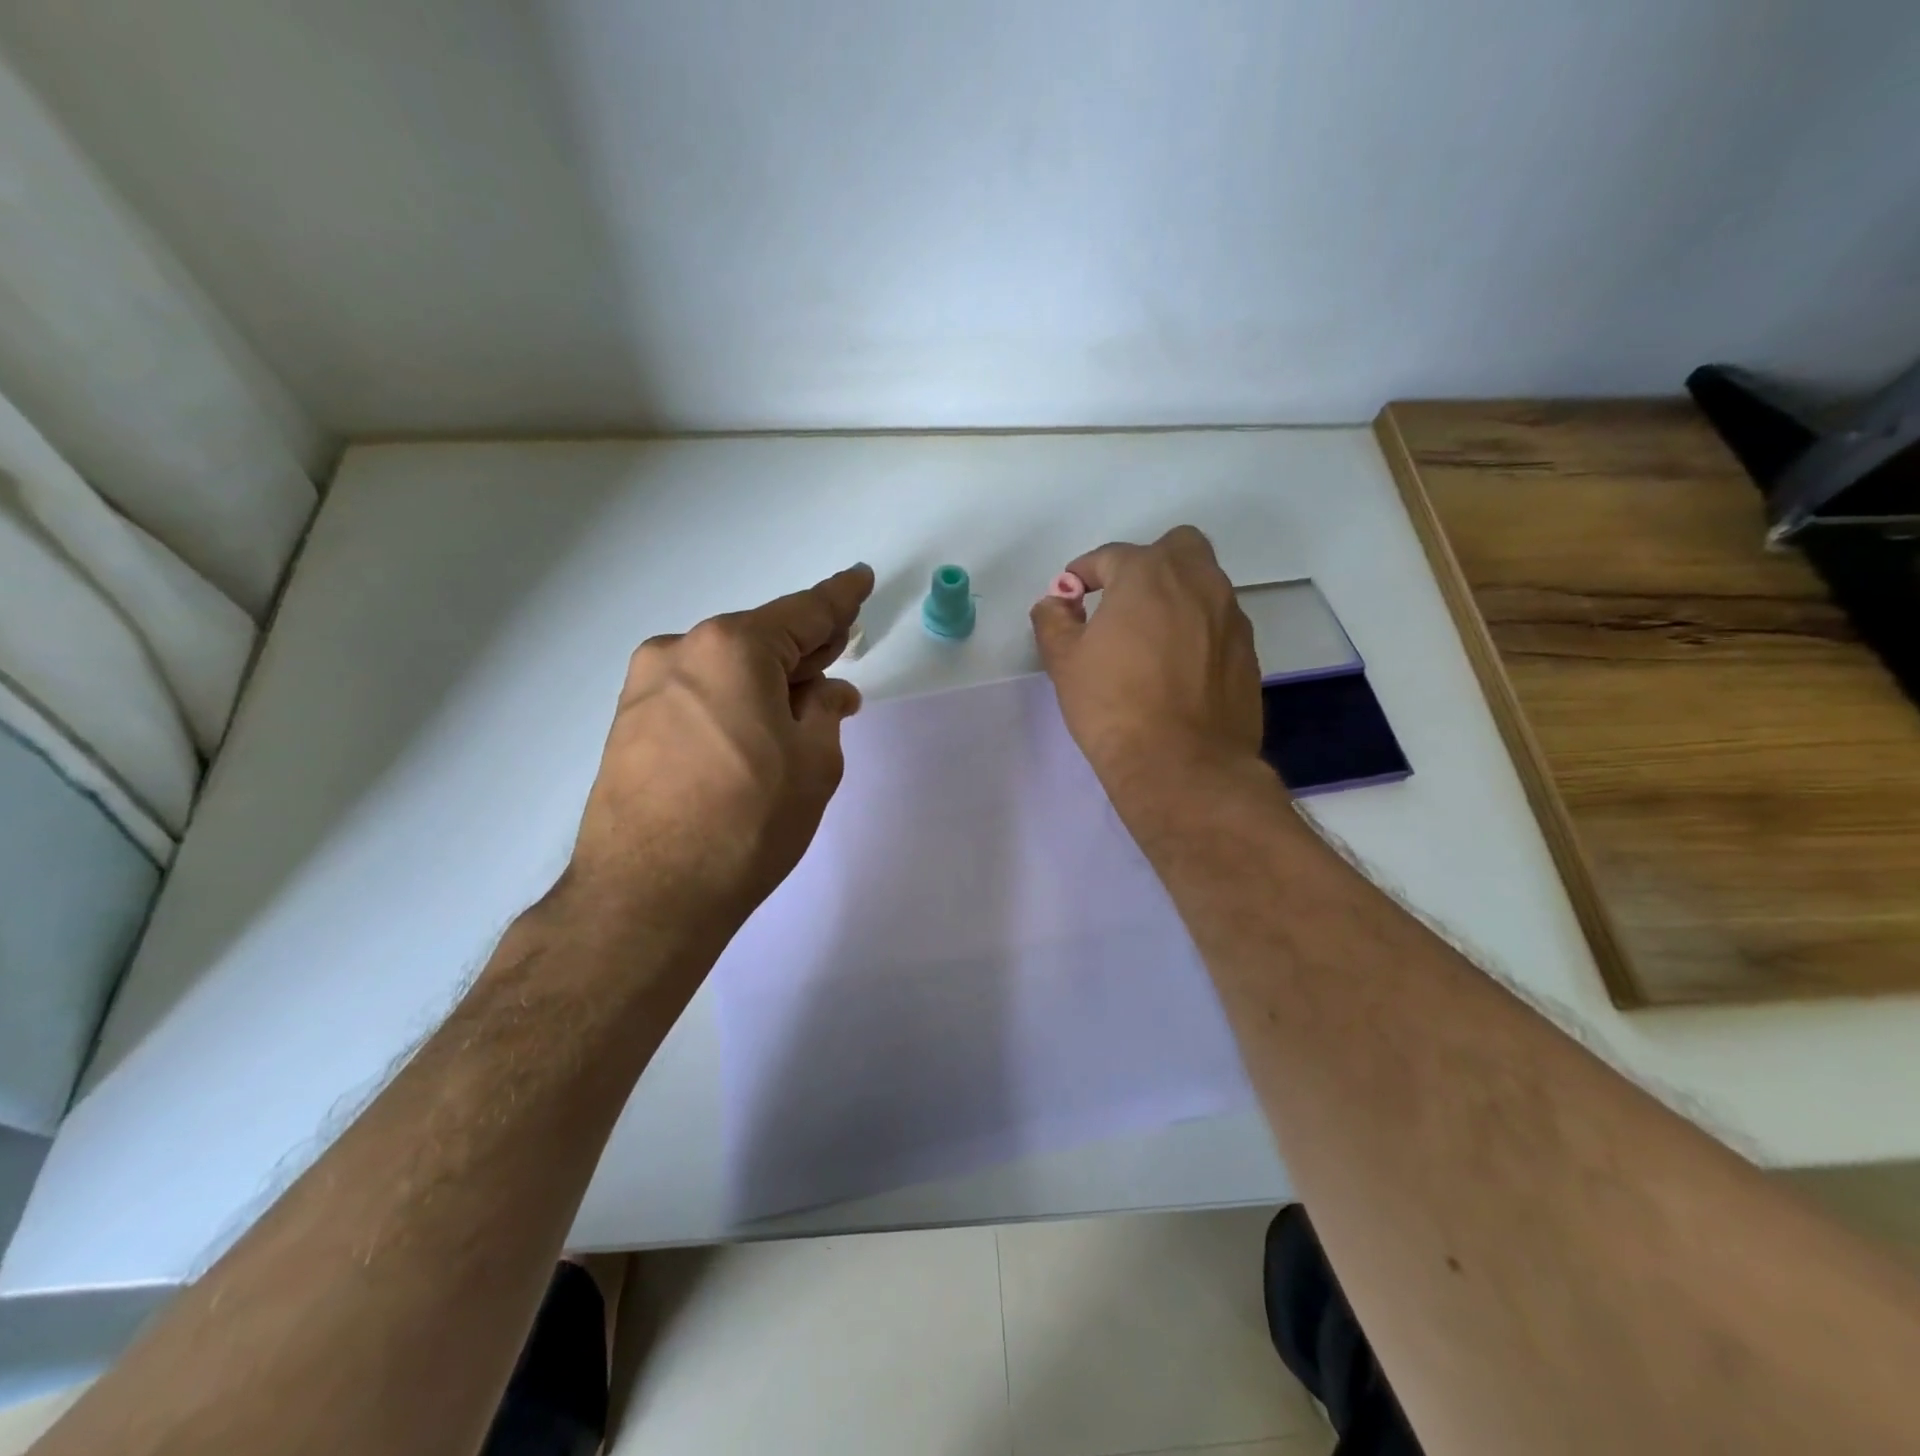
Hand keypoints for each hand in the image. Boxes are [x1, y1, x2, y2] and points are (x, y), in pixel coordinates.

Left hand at [564, 564, 873, 939]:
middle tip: (836, 658)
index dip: (839, 599)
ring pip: (723, 669)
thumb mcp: (814, 763)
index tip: (859, 579)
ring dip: (764, 682)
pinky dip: (730, 702)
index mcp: (732, 648)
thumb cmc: (748, 821)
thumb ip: (825, 710)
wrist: (648, 895)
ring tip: (795, 712)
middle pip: (758, 639)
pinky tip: (749, 733)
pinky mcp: (626, 724)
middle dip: (801, 650)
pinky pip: (695, 696)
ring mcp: (645, 688)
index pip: (803, 613)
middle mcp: (680, 651)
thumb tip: (827, 692)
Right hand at [1031, 527, 1263, 798]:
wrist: (1181, 764)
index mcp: (1148, 574)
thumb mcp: (1064, 661)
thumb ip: (1053, 620)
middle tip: (1122, 603)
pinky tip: (1178, 669)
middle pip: (1176, 547)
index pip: (1110, 556)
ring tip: (1150, 640)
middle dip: (1146, 565)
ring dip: (1176, 597)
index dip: (1082, 574)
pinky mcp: (1249, 652)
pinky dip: (1198, 631)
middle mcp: (1198, 582)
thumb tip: (1056, 602)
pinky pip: (1219, 623)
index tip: (1069, 598)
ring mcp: (1230, 617)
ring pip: (1204, 584)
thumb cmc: (1113, 705)